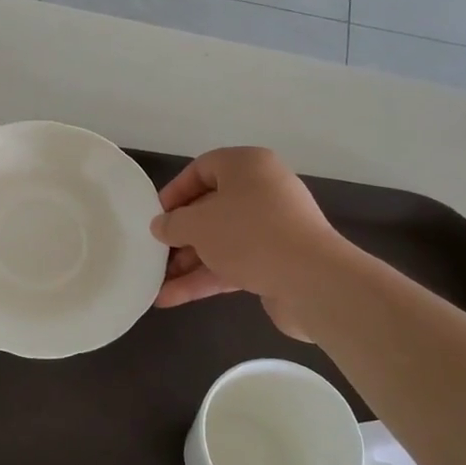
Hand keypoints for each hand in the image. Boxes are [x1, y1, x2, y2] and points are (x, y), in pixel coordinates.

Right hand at [150, 147, 340, 338]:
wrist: (311, 280)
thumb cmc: (248, 234)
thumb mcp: (197, 224)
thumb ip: (172, 223)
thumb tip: (161, 226)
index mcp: (247, 166)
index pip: (202, 168)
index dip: (175, 191)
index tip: (155, 216)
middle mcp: (263, 191)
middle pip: (211, 208)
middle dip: (180, 234)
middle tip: (154, 251)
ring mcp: (273, 228)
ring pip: (221, 240)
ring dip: (188, 262)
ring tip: (156, 282)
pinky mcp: (277, 261)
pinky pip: (234, 264)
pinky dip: (205, 278)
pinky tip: (172, 298)